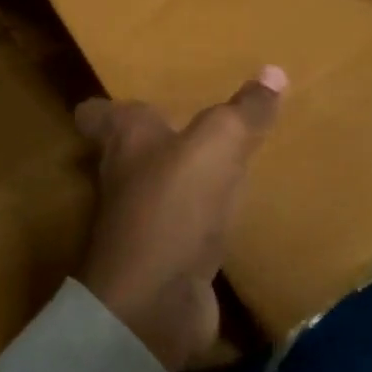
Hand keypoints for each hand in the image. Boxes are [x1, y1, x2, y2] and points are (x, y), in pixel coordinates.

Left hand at [74, 68, 286, 371]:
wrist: (156, 301)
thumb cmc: (175, 202)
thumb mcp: (219, 143)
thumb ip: (244, 110)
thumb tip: (274, 70)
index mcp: (125, 138)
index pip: (97, 113)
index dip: (105, 105)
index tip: (127, 96)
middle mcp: (123, 175)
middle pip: (128, 149)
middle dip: (154, 136)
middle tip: (189, 119)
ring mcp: (139, 221)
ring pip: (156, 188)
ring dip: (180, 178)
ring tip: (218, 160)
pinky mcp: (161, 258)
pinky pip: (182, 227)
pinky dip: (200, 220)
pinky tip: (230, 214)